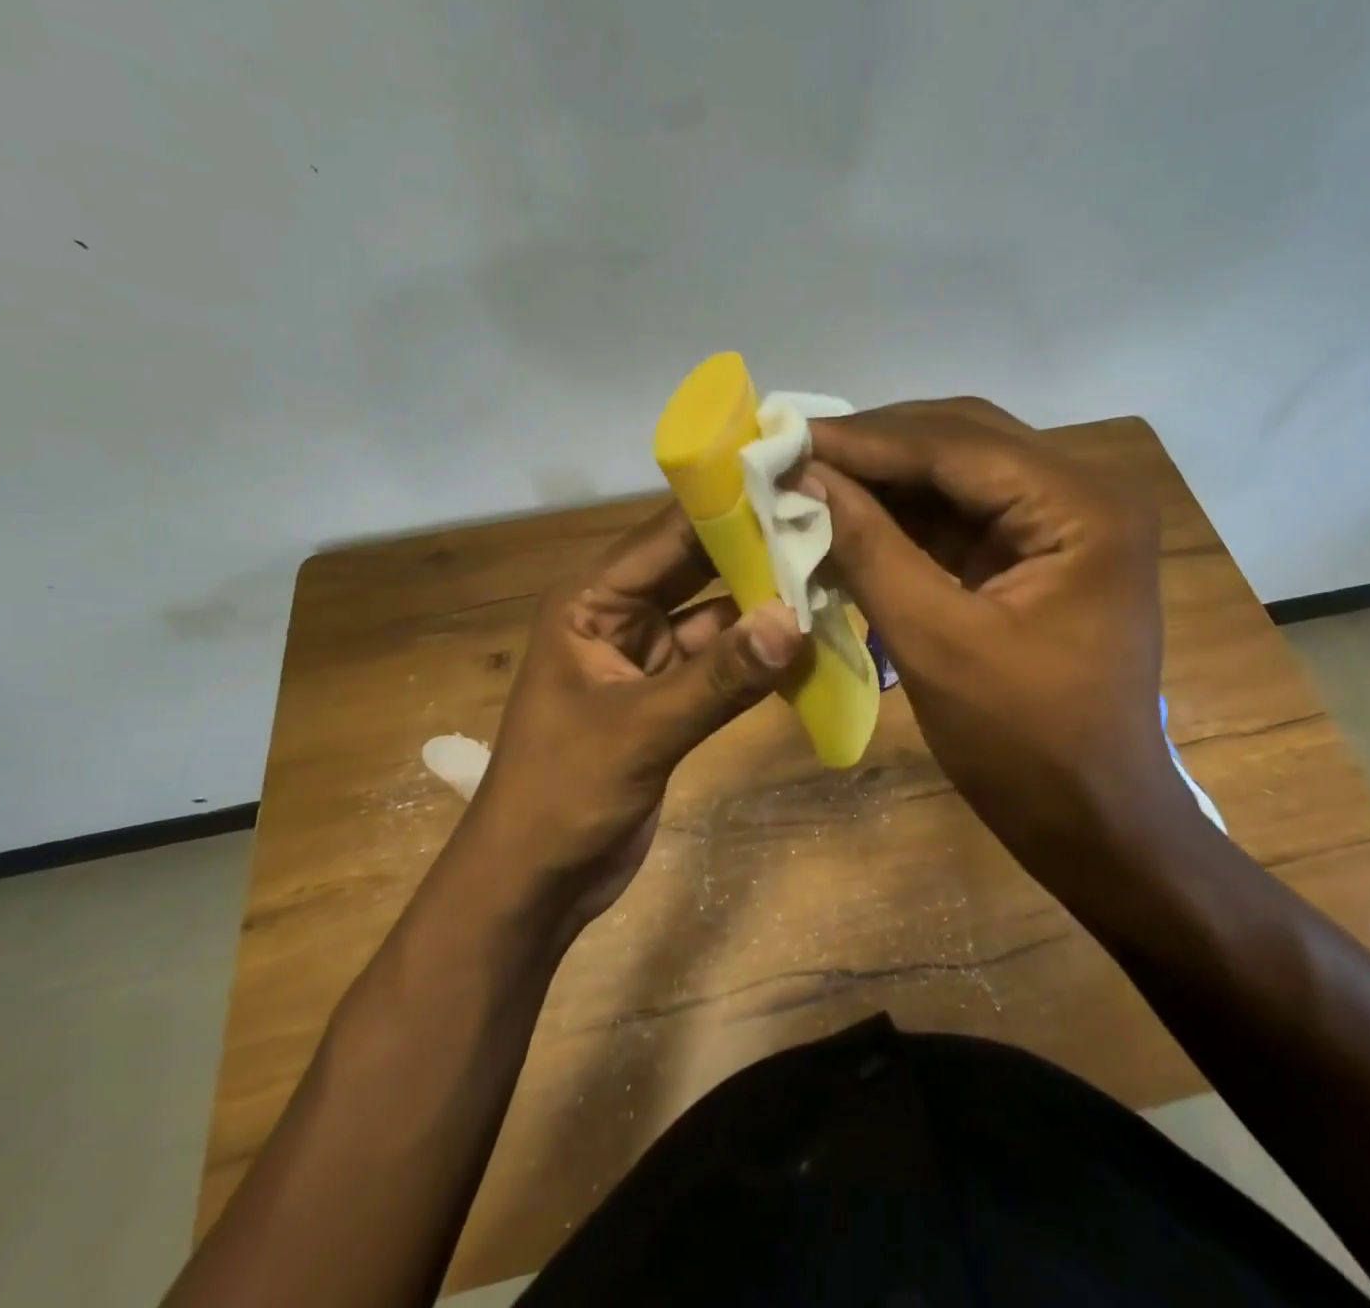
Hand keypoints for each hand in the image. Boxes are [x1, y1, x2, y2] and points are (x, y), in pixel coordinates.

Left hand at [464, 504, 803, 934]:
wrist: (535, 883)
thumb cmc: (562, 796)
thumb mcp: (640, 731)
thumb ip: (719, 678)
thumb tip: (796, 621)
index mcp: (591, 602)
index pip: (666, 537)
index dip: (728, 509)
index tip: (794, 485)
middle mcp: (620, 615)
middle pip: (696, 569)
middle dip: (756, 553)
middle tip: (829, 527)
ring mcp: (648, 657)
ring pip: (716, 617)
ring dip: (765, 608)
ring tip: (834, 579)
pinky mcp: (670, 697)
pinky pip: (723, 663)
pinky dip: (759, 657)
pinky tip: (809, 644)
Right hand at [805, 399, 1198, 899]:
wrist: (1094, 823)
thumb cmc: (1027, 747)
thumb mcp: (938, 644)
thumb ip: (871, 550)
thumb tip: (808, 478)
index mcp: (1082, 509)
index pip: (958, 444)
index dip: (866, 439)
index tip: (786, 438)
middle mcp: (1081, 496)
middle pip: (962, 442)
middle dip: (875, 448)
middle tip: (793, 452)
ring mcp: (1061, 526)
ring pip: (956, 475)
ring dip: (884, 480)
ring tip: (809, 479)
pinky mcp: (1035, 557)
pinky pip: (959, 518)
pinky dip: (902, 519)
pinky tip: (848, 519)